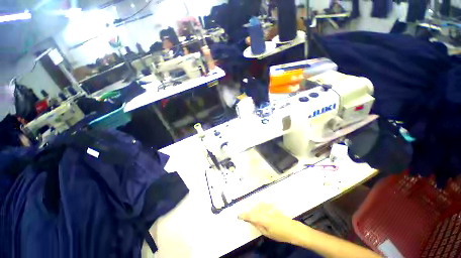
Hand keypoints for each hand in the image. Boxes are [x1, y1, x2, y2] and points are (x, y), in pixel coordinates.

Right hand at [238, 203, 305, 243]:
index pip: (250, 216)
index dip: (244, 215)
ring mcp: (269, 207)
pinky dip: (259, 206)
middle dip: (249, 212)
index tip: (238, 215)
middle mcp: (265, 210)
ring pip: (257, 205)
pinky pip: (262, 204)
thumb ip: (258, 226)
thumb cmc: (280, 234)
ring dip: (254, 209)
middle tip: (246, 217)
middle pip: (253, 209)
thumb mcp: (267, 233)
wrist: (292, 229)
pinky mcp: (272, 206)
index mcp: (263, 218)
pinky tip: (259, 208)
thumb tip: (251, 220)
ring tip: (252, 213)